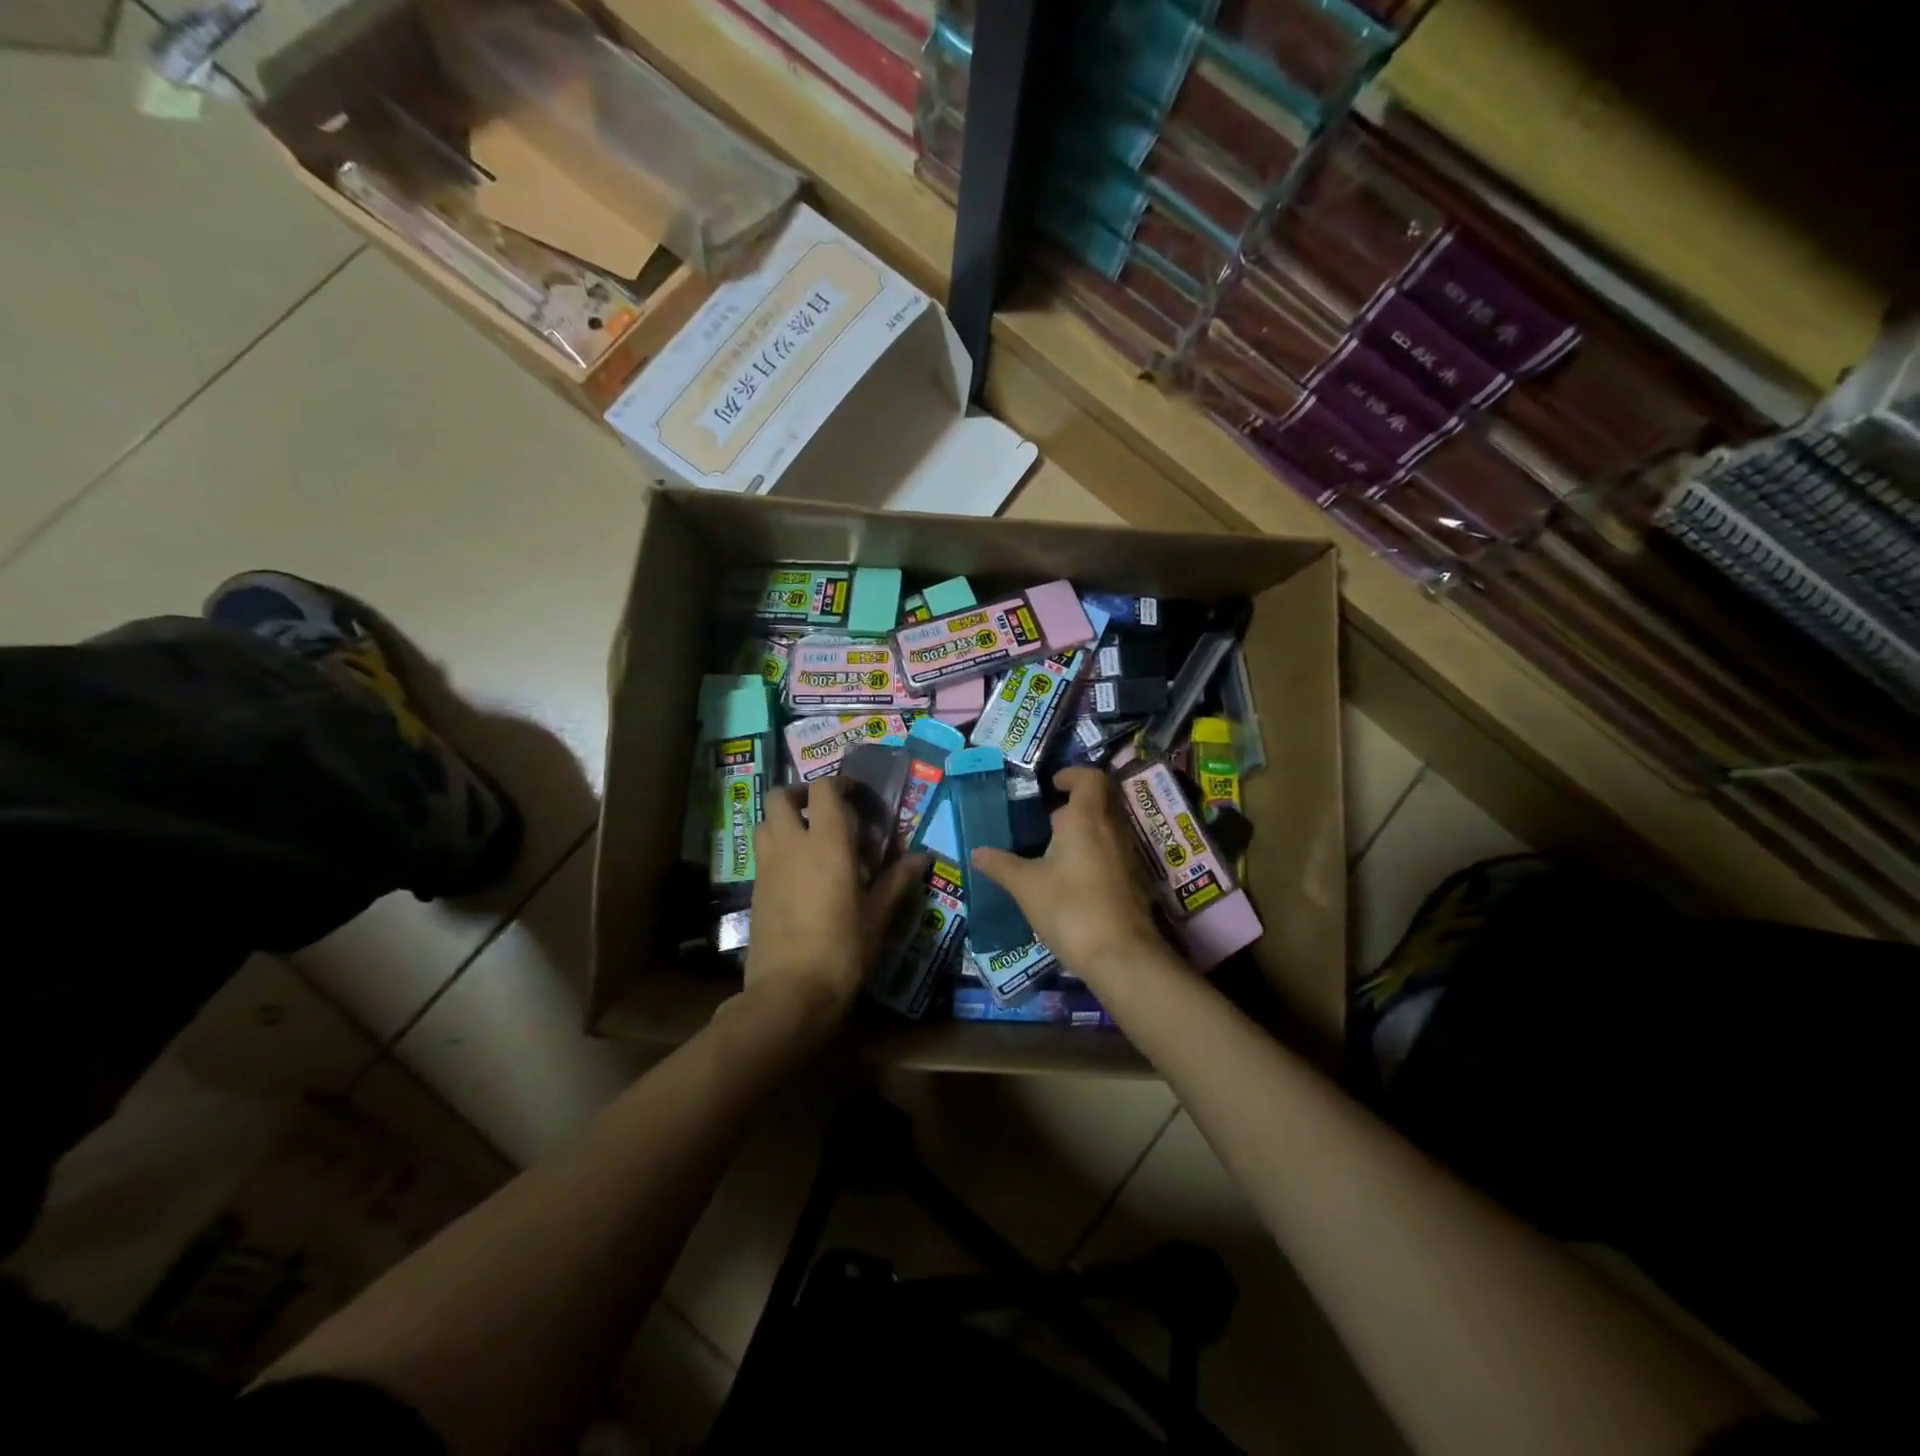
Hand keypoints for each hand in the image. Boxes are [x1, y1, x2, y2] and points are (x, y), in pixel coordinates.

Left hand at [743, 776, 927, 1026]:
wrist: (790, 992)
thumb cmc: (843, 948)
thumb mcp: (878, 915)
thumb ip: (898, 880)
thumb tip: (921, 858)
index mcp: (827, 843)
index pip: (824, 789)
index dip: (839, 783)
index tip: (857, 794)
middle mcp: (791, 845)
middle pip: (779, 796)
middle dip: (800, 794)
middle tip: (825, 811)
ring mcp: (768, 867)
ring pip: (764, 822)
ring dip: (784, 819)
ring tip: (810, 838)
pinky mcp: (755, 890)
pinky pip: (763, 853)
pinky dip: (778, 848)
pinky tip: (799, 873)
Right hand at [970, 768, 1166, 985]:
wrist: (1121, 956)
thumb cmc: (1070, 908)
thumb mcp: (1026, 886)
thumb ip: (1000, 865)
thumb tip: (976, 851)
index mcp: (1086, 818)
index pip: (1090, 778)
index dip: (1072, 774)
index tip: (1052, 785)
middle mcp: (1113, 829)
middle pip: (1100, 801)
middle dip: (1074, 806)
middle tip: (1047, 822)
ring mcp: (1128, 855)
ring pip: (1108, 828)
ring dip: (1084, 831)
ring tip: (1054, 852)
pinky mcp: (1134, 881)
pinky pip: (1114, 852)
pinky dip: (1094, 854)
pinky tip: (1072, 879)